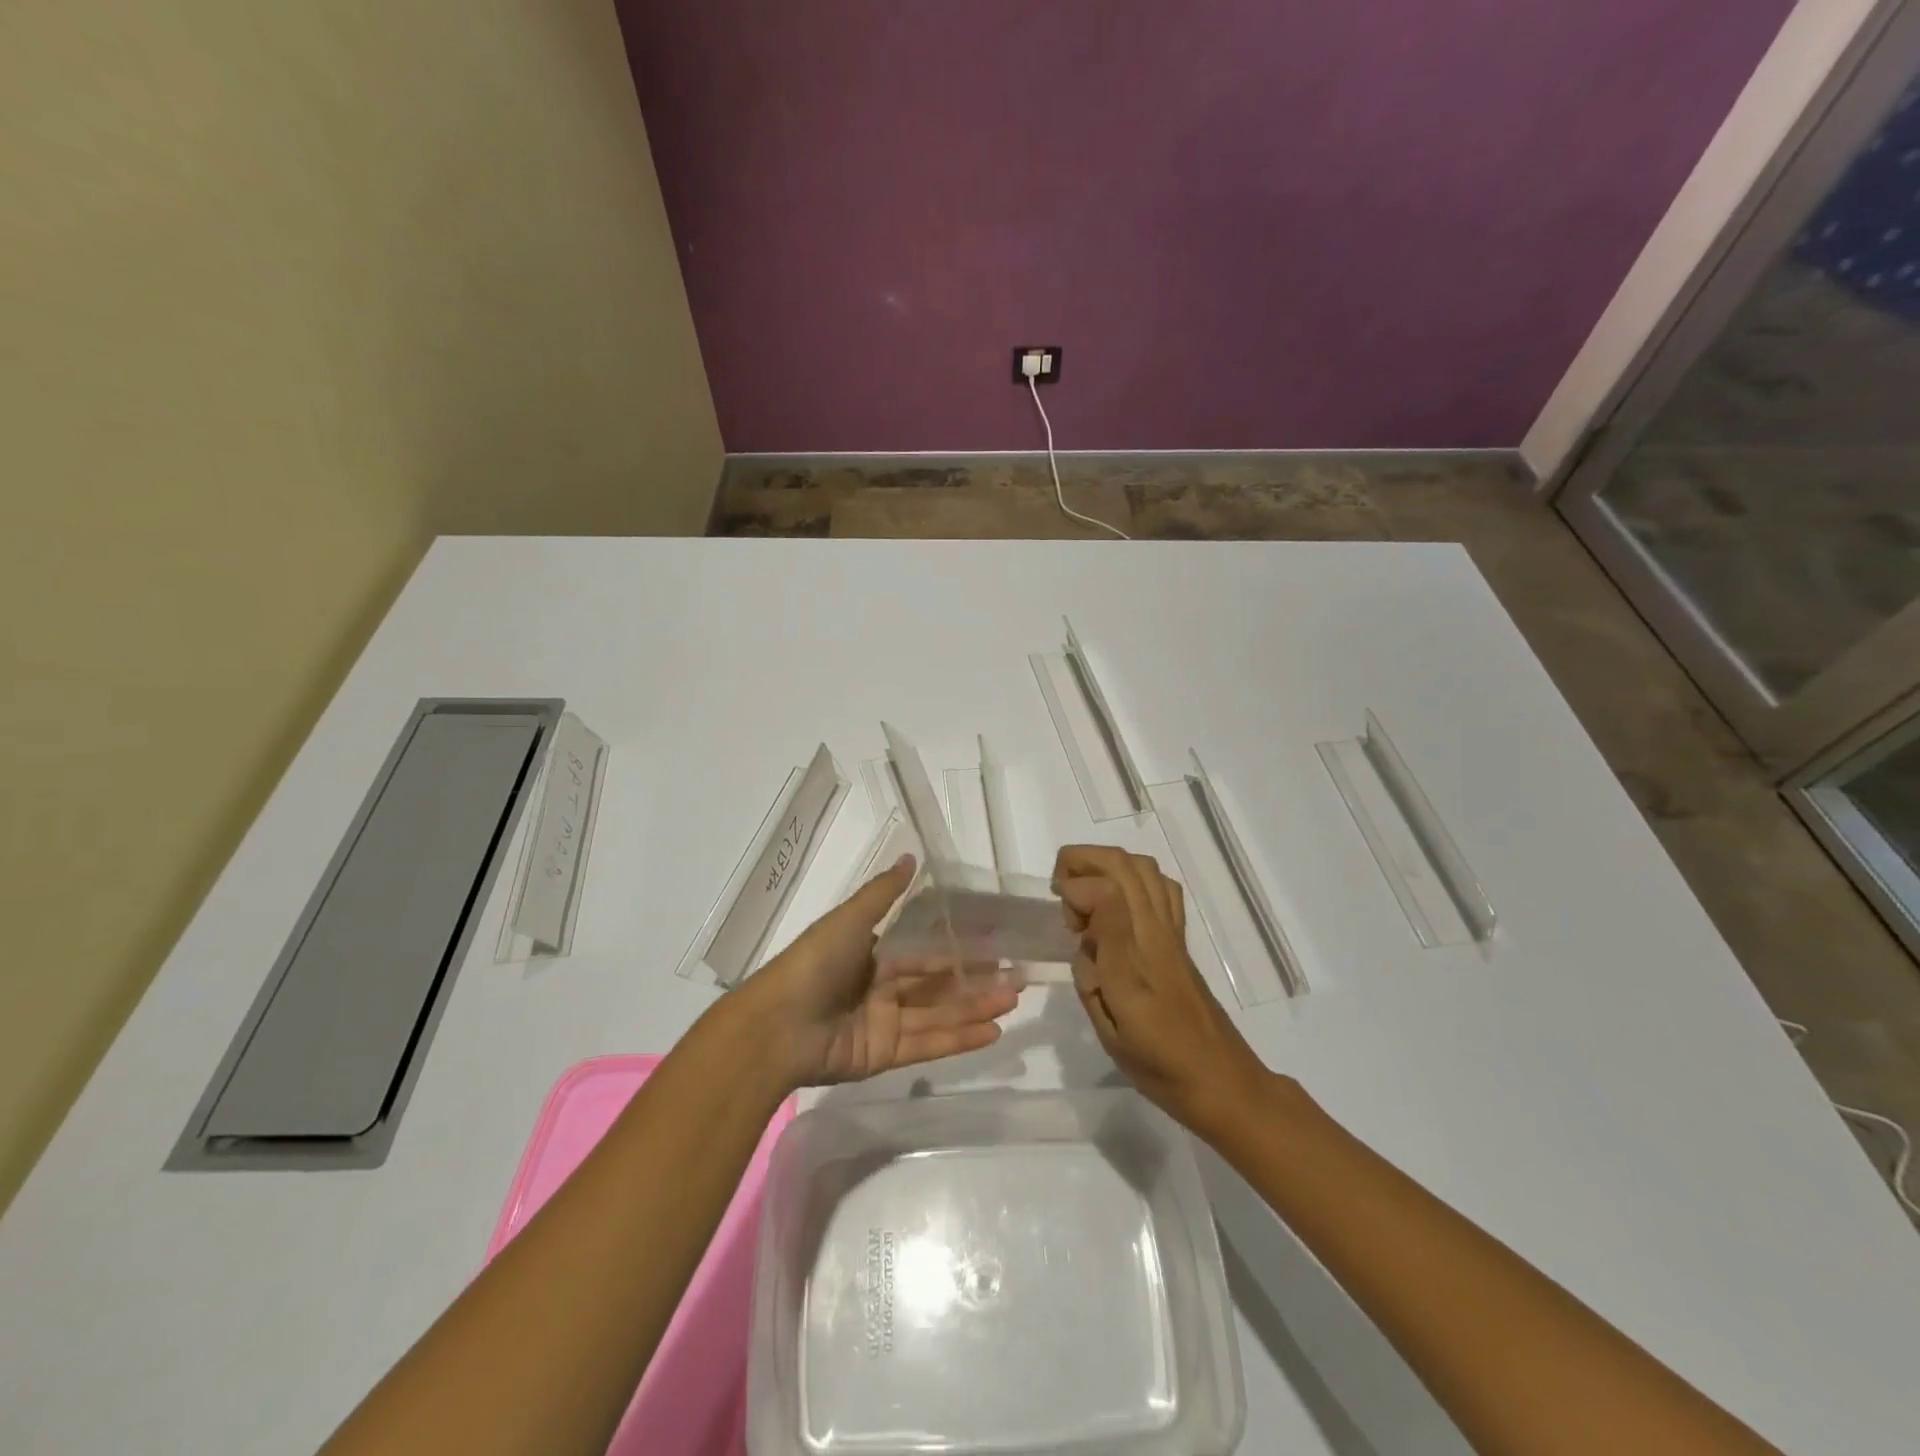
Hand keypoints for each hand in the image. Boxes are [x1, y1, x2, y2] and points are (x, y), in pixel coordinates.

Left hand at [739, 855, 1021, 1087]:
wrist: (778, 1025)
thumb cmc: (816, 963)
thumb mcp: (850, 919)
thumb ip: (883, 893)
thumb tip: (911, 855)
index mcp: (874, 956)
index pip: (926, 953)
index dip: (958, 950)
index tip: (995, 946)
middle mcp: (883, 988)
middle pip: (938, 986)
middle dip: (976, 982)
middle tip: (1017, 977)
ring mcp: (885, 1023)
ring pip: (940, 1014)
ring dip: (976, 1008)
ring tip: (1014, 1000)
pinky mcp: (885, 1054)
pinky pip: (928, 1043)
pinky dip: (960, 1039)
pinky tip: (992, 1031)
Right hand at [1053, 845, 1269, 1135]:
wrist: (1222, 1081)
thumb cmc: (1159, 1065)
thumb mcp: (1112, 1032)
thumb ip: (1091, 979)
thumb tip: (1083, 942)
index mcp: (1132, 960)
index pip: (1104, 892)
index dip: (1073, 892)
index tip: (1065, 924)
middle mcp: (1154, 934)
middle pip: (1123, 864)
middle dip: (1081, 861)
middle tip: (1061, 893)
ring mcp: (1171, 932)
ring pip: (1142, 867)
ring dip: (1105, 865)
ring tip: (1085, 897)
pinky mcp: (1180, 938)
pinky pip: (1161, 887)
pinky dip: (1133, 878)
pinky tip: (1117, 905)